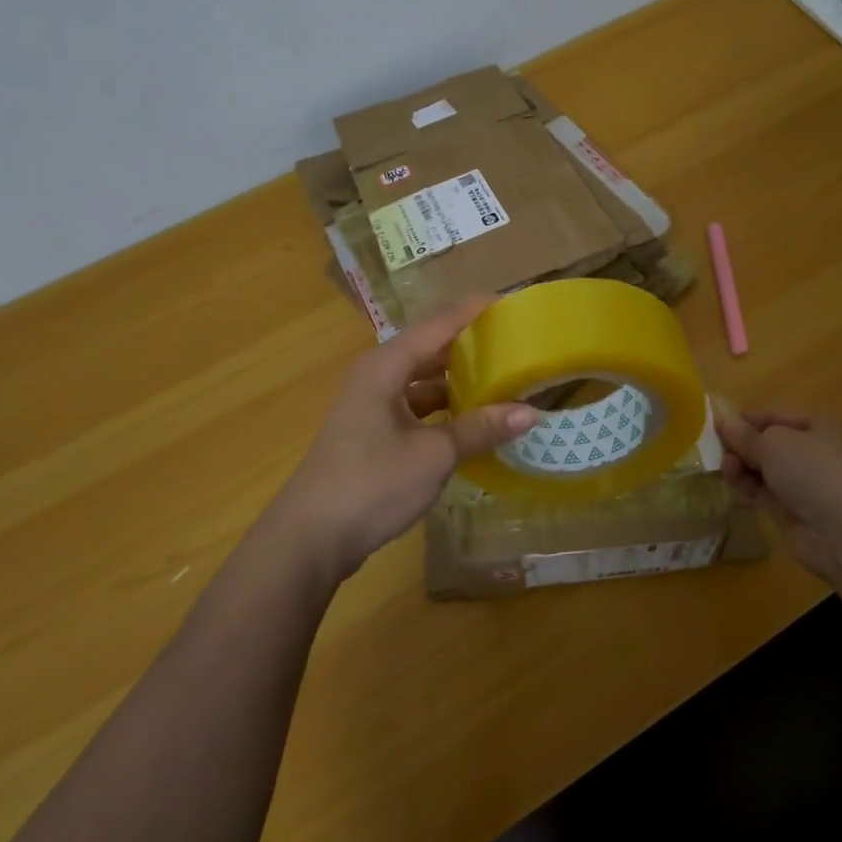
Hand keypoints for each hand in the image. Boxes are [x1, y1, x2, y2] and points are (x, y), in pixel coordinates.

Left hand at [268, 298, 536, 581]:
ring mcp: (373, 405)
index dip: (475, 310)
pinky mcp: (374, 432)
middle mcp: (378, 376)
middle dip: (471, 345)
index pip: (439, 323)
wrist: (310, 538)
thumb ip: (480, 429)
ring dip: (459, 380)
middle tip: (515, 344)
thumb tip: (531, 413)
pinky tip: (473, 421)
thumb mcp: (433, 455)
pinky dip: (445, 408)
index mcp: (387, 366)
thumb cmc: (371, 484)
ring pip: (424, 380)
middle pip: (431, 348)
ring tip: (503, 380)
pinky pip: (418, 406)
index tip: (513, 303)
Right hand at [715, 409, 841, 585]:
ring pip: (767, 469)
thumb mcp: (774, 443)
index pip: (780, 416)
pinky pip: (764, 492)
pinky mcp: (794, 512)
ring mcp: (807, 485)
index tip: (719, 421)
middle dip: (744, 443)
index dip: (750, 418)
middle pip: (772, 443)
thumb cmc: (813, 470)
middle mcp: (818, 453)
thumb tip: (726, 423)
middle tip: (714, 443)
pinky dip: (746, 484)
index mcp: (824, 427)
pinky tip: (728, 477)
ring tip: (721, 462)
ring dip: (743, 464)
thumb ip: (747, 435)